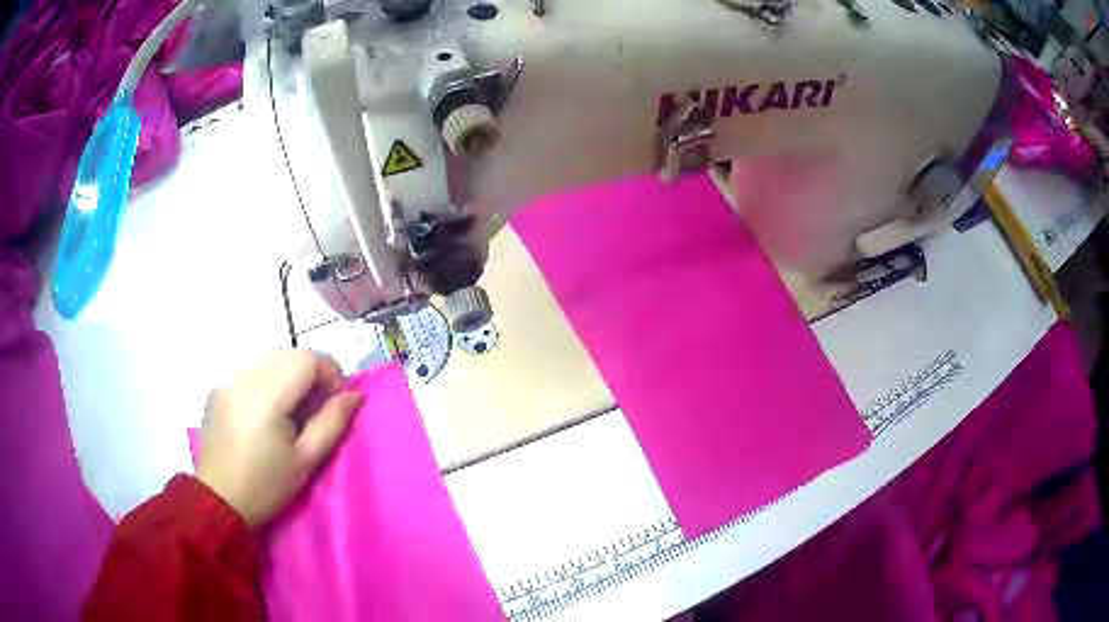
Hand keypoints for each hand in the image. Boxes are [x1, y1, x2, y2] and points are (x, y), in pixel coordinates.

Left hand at [197, 350, 363, 526]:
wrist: (219, 501)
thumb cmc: (266, 486)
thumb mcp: (306, 460)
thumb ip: (333, 422)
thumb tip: (355, 394)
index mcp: (267, 394)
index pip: (308, 358)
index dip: (330, 374)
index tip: (334, 404)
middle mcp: (244, 376)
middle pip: (289, 354)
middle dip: (311, 375)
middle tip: (314, 412)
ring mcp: (227, 379)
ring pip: (269, 359)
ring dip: (289, 376)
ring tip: (290, 413)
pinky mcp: (218, 388)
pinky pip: (251, 370)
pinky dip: (267, 381)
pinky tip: (265, 413)